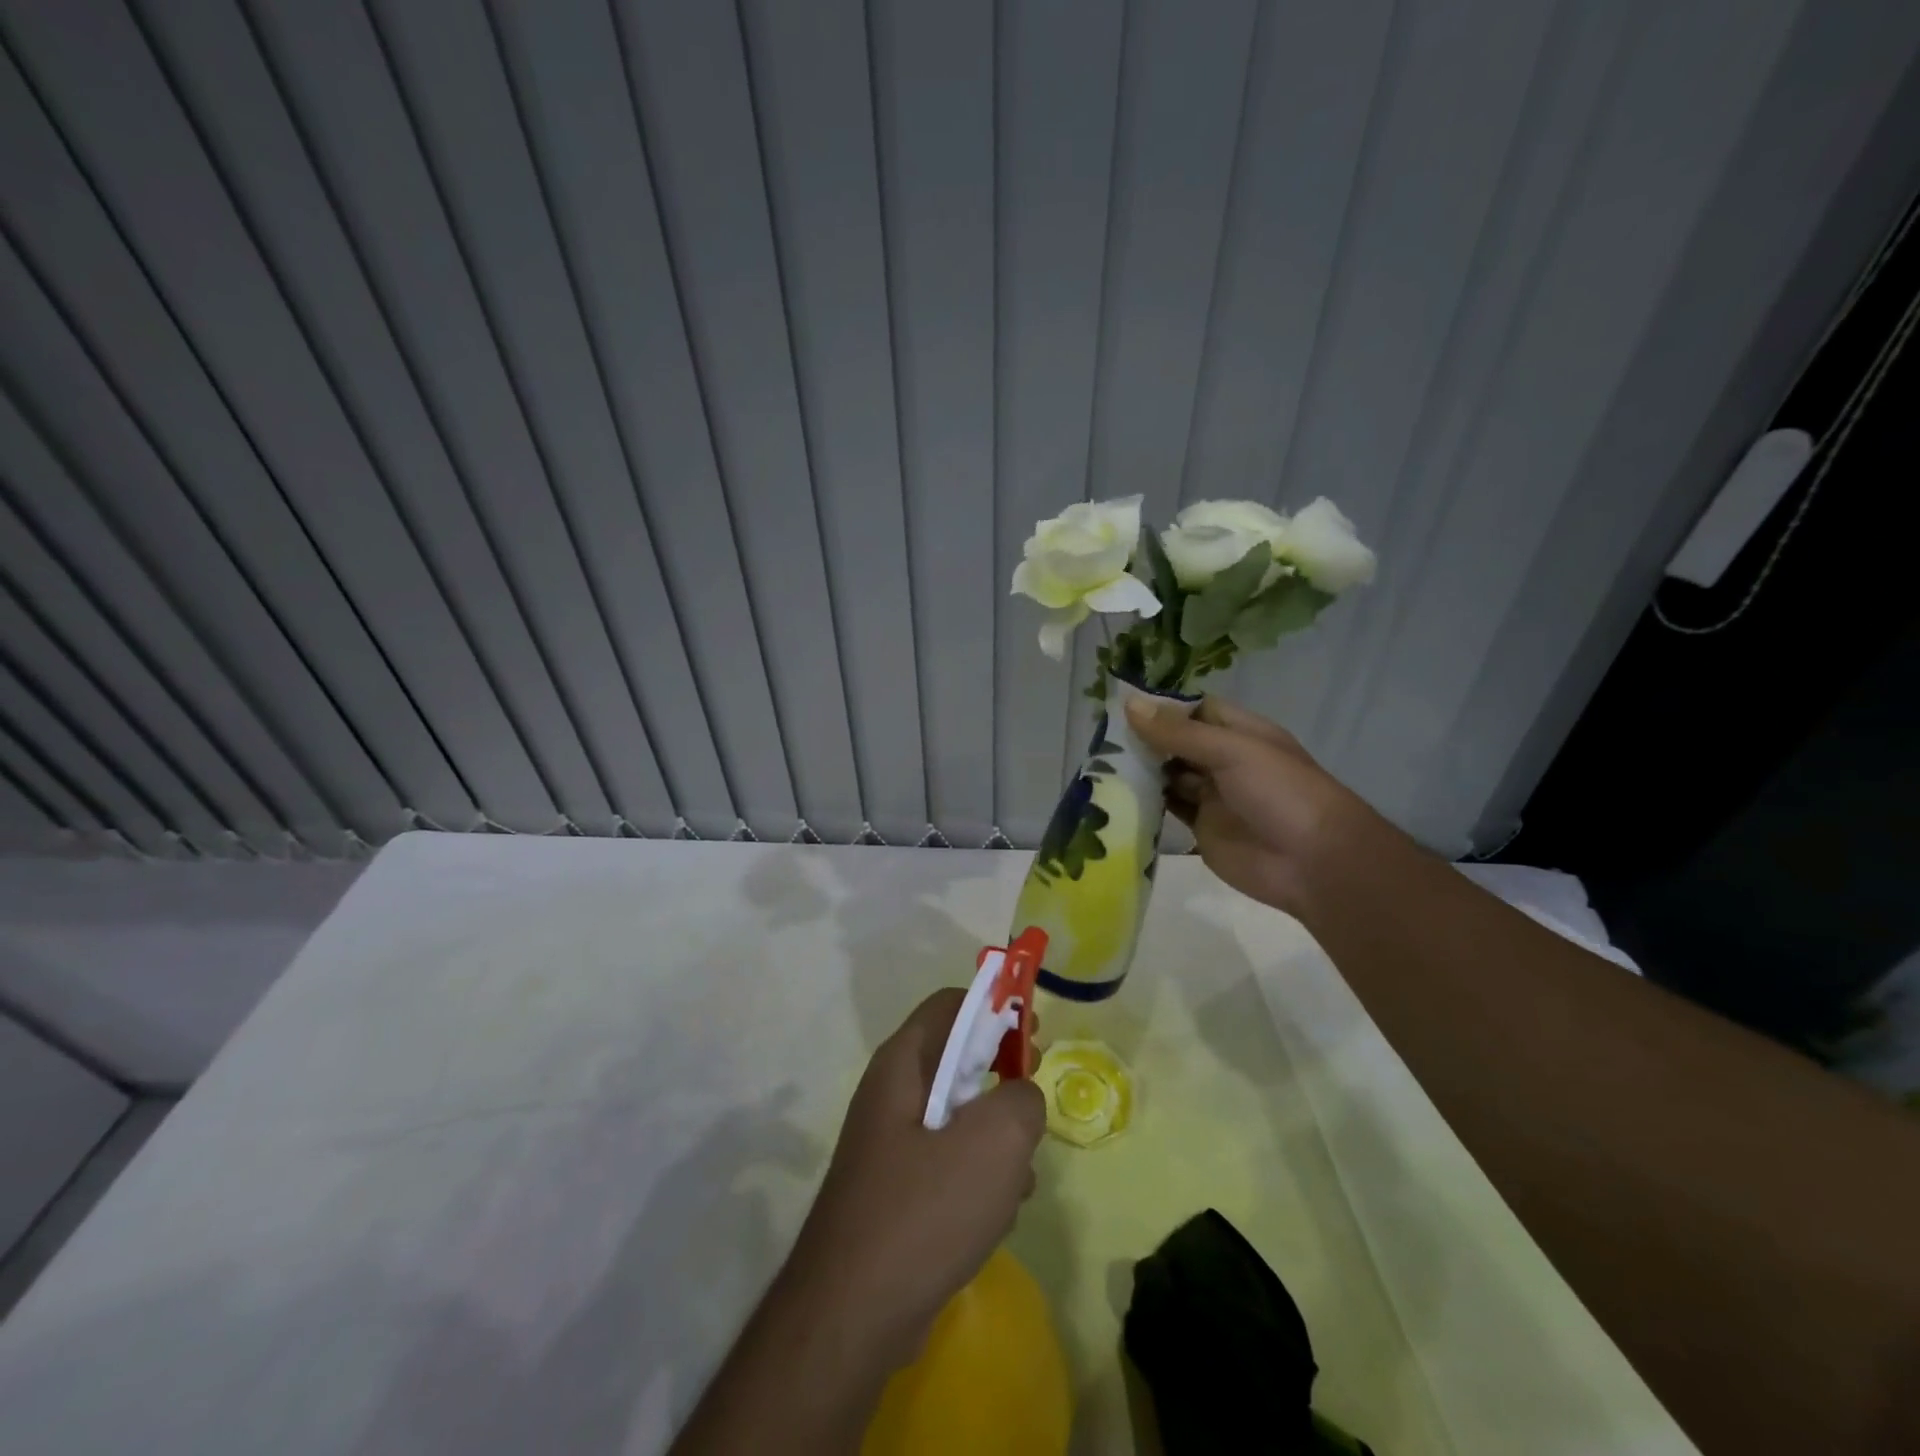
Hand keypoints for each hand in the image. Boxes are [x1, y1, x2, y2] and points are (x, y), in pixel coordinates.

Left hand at [783, 989, 1045, 1360]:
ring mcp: (891, 1146)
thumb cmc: (923, 1210)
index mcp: (903, 1064)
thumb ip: (1022, 1100)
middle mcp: (891, 1095)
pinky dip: (978, 1177)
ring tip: (1018, 1175)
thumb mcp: (994, 1141)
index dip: (996, 1007)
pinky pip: (948, 1164)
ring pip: (959, 1116)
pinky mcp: (897, 1192)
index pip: (950, 1004)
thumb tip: (1022, 1097)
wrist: (852, 1317)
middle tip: (1032, 1103)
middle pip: (957, 1059)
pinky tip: (997, 1214)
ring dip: (996, 1138)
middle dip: (1002, 1077)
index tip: (1034, 1032)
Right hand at [1124, 693, 1380, 916]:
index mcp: (1239, 733)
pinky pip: (1169, 809)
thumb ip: (1178, 732)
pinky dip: (1146, 802)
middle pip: (1177, 742)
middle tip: (1100, 736)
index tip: (1119, 705)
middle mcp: (1224, 760)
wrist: (1314, 864)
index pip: (1194, 710)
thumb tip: (1128, 704)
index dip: (1161, 707)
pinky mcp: (1201, 828)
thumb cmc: (1281, 793)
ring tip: (1099, 762)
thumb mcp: (1231, 751)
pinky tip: (1116, 795)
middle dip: (1145, 738)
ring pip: (1169, 775)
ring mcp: (1212, 795)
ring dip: (1142, 769)